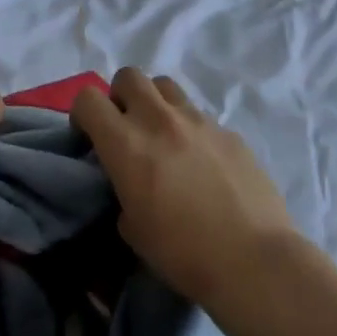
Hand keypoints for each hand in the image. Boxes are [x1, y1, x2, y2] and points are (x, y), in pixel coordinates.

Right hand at [71, 67, 296, 306]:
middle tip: (127, 129)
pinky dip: (191, 130)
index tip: (90, 138)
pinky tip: (203, 163)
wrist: (253, 259)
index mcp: (126, 143)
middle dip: (121, 96)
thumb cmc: (183, 252)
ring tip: (164, 137)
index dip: (83, 115)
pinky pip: (200, 116)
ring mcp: (199, 121)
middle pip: (129, 76)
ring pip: (166, 86)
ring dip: (156, 104)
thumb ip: (123, 192)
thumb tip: (131, 186)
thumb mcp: (132, 229)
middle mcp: (160, 120)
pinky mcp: (230, 131)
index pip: (88, 99)